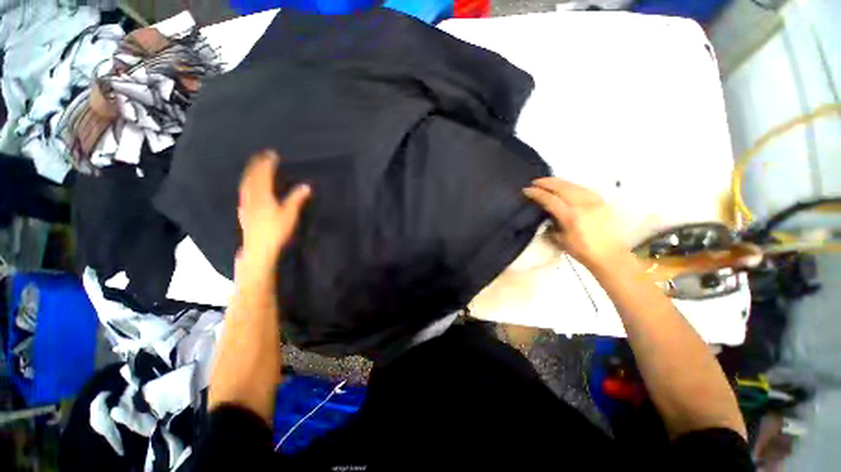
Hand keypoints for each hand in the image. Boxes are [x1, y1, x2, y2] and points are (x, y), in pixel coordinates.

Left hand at [237, 150, 310, 273]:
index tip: (273, 154)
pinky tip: (248, 184)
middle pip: (252, 176)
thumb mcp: (289, 214)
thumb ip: (297, 199)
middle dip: (258, 164)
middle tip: (262, 155)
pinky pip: (243, 190)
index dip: (268, 164)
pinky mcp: (243, 210)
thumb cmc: (276, 231)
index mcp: (263, 195)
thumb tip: (306, 186)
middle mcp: (251, 196)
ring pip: (246, 182)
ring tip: (255, 165)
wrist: (258, 248)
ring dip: (250, 171)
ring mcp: (245, 203)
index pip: (264, 175)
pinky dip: (246, 181)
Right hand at [523, 177, 626, 267]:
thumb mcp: (560, 240)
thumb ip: (551, 225)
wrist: (609, 255)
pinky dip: (571, 185)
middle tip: (535, 182)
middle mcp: (582, 205)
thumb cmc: (582, 251)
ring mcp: (593, 201)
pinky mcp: (601, 201)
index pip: (550, 199)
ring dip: (558, 181)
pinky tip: (566, 186)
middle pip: (562, 187)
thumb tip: (545, 216)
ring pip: (573, 185)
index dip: (537, 193)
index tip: (526, 190)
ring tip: (547, 181)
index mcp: (570, 217)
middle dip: (547, 182)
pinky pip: (583, 188)